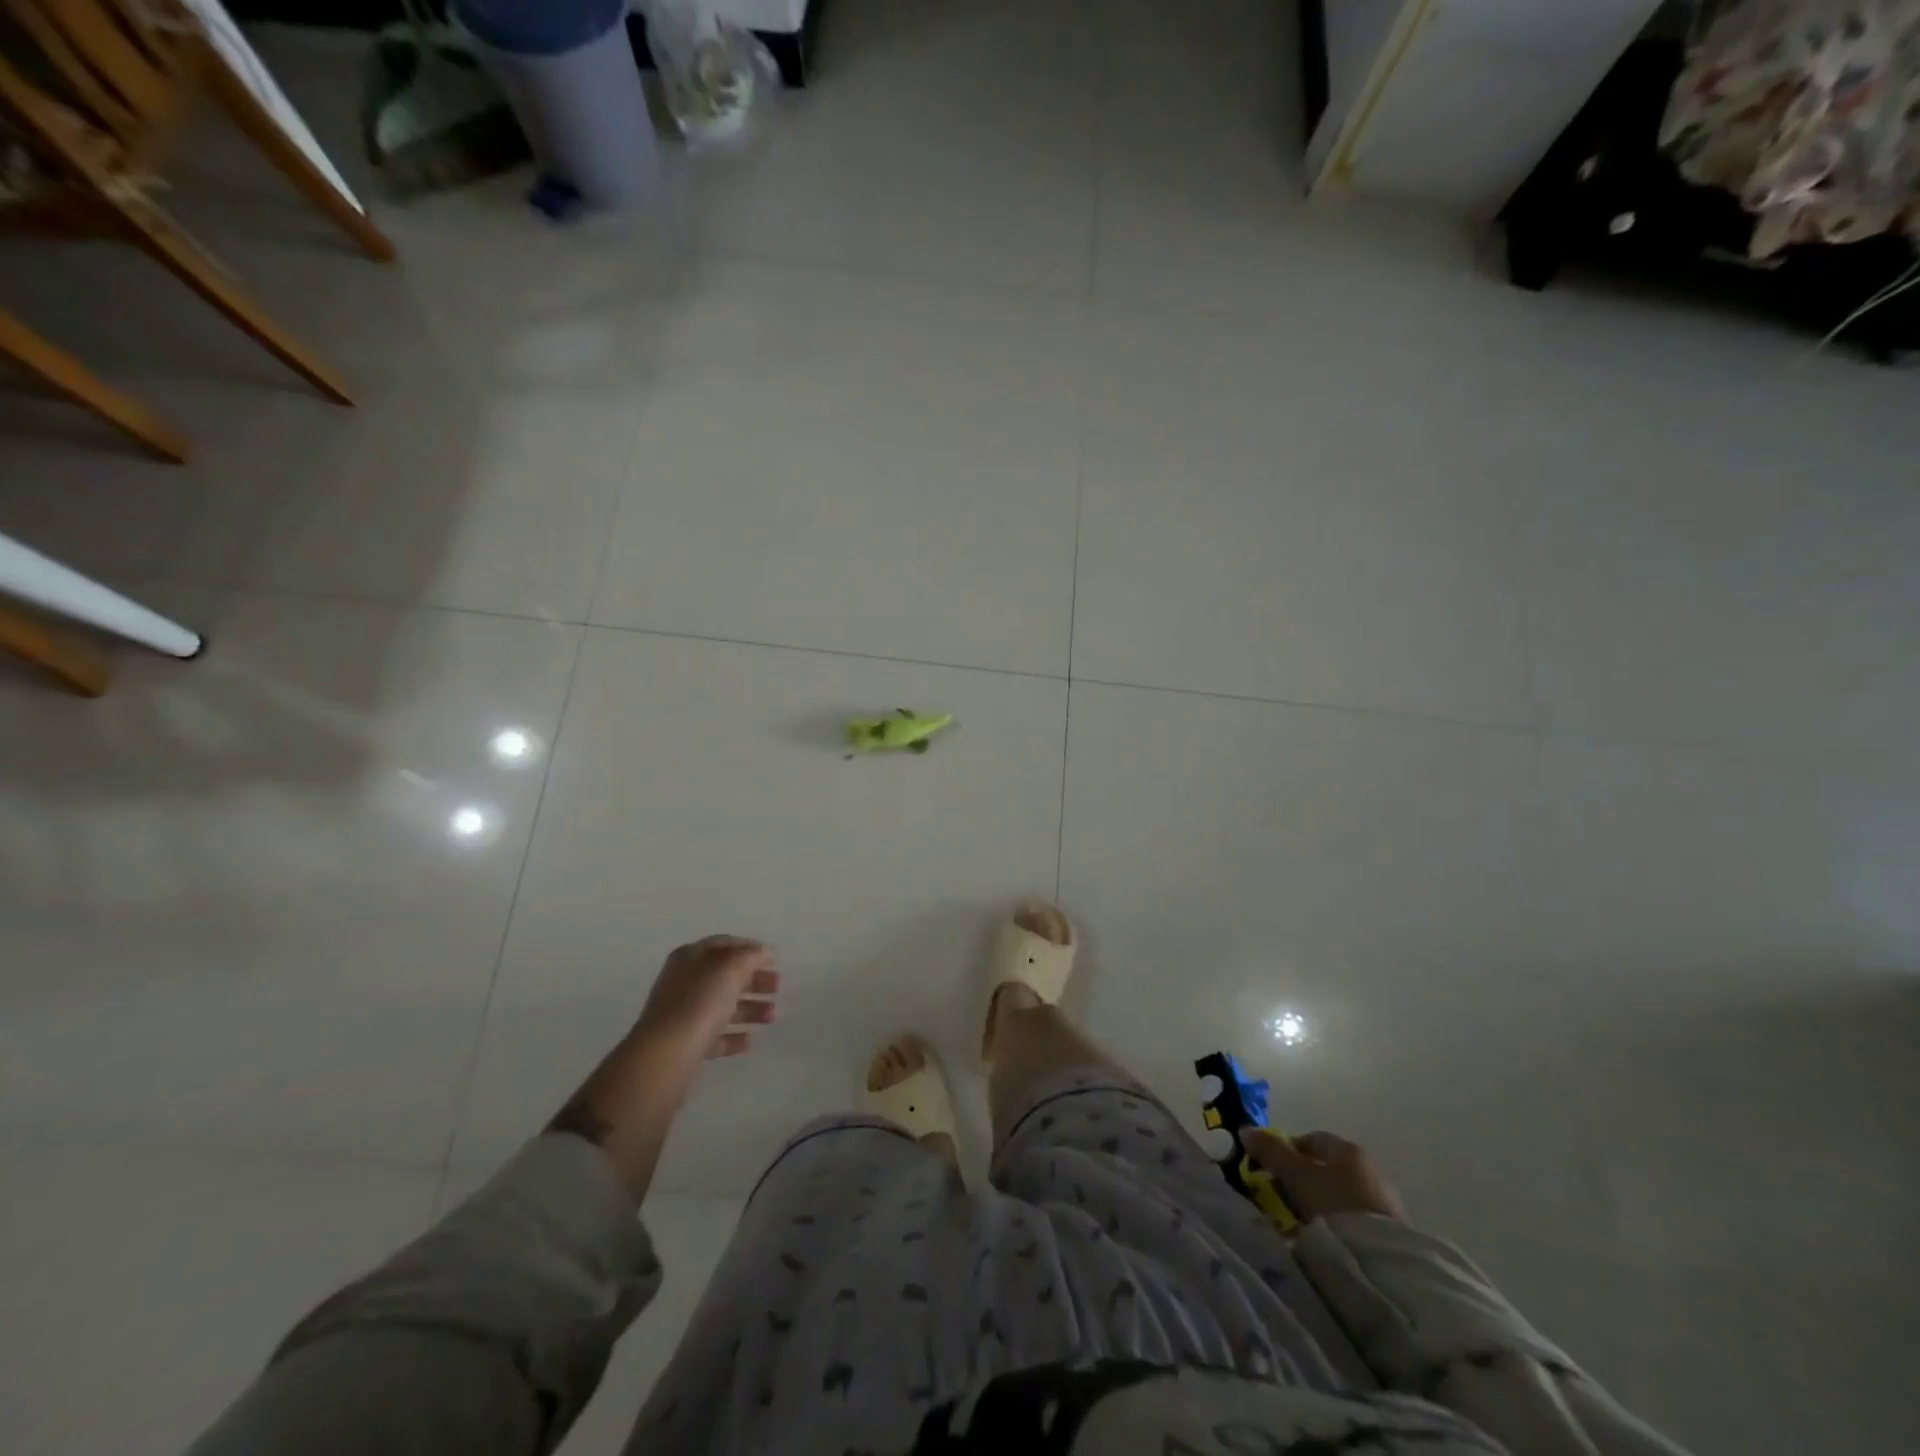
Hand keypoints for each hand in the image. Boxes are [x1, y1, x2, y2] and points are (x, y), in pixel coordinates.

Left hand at [633, 935, 779, 1063]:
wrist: (666, 1055)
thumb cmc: (700, 1002)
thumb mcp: (731, 967)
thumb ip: (752, 955)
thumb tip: (764, 952)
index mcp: (690, 957)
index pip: (724, 944)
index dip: (750, 948)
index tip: (774, 960)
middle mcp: (684, 982)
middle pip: (725, 976)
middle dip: (754, 980)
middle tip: (778, 988)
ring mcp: (682, 1014)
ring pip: (723, 1006)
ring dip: (751, 1009)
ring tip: (772, 1017)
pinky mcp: (685, 1045)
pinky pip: (715, 1036)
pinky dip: (734, 1036)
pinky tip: (750, 1041)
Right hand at [1240, 1128, 1406, 1223]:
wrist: (1381, 1261)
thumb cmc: (1334, 1204)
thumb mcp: (1295, 1175)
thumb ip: (1271, 1152)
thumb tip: (1245, 1130)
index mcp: (1348, 1150)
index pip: (1313, 1140)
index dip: (1289, 1150)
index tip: (1272, 1168)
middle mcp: (1370, 1169)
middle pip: (1329, 1168)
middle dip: (1305, 1178)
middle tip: (1284, 1196)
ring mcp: (1384, 1202)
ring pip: (1342, 1194)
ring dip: (1323, 1202)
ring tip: (1303, 1222)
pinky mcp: (1392, 1233)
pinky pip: (1355, 1219)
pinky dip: (1339, 1223)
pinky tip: (1327, 1238)